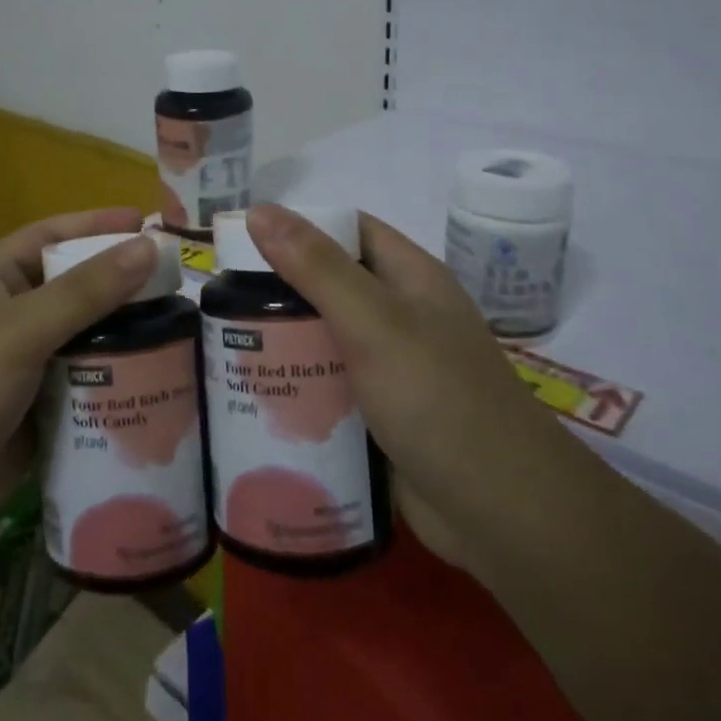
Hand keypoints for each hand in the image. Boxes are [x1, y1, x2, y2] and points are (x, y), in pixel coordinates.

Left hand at [0, 208, 159, 564]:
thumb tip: (148, 245)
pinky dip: (118, 385)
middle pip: (75, 290)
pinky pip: (85, 389)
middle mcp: (7, 319)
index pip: (50, 236)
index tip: (150, 224)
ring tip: (188, 333)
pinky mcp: (35, 418)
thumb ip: (85, 290)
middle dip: (124, 285)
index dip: (97, 225)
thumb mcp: (18, 331)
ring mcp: (21, 371)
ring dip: (128, 338)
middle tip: (185, 285)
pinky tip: (163, 385)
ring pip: (85, 341)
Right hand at [245, 204, 573, 566]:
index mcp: (410, 279)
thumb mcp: (374, 321)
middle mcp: (402, 316)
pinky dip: (298, 387)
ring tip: (223, 348)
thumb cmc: (438, 398)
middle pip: (331, 287)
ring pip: (325, 340)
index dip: (298, 227)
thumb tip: (260, 210)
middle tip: (219, 303)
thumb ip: (316, 267)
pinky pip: (330, 388)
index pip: (348, 230)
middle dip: (279, 291)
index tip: (241, 241)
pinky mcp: (381, 415)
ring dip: (283, 343)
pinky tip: (257, 396)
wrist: (500, 510)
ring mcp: (393, 368)